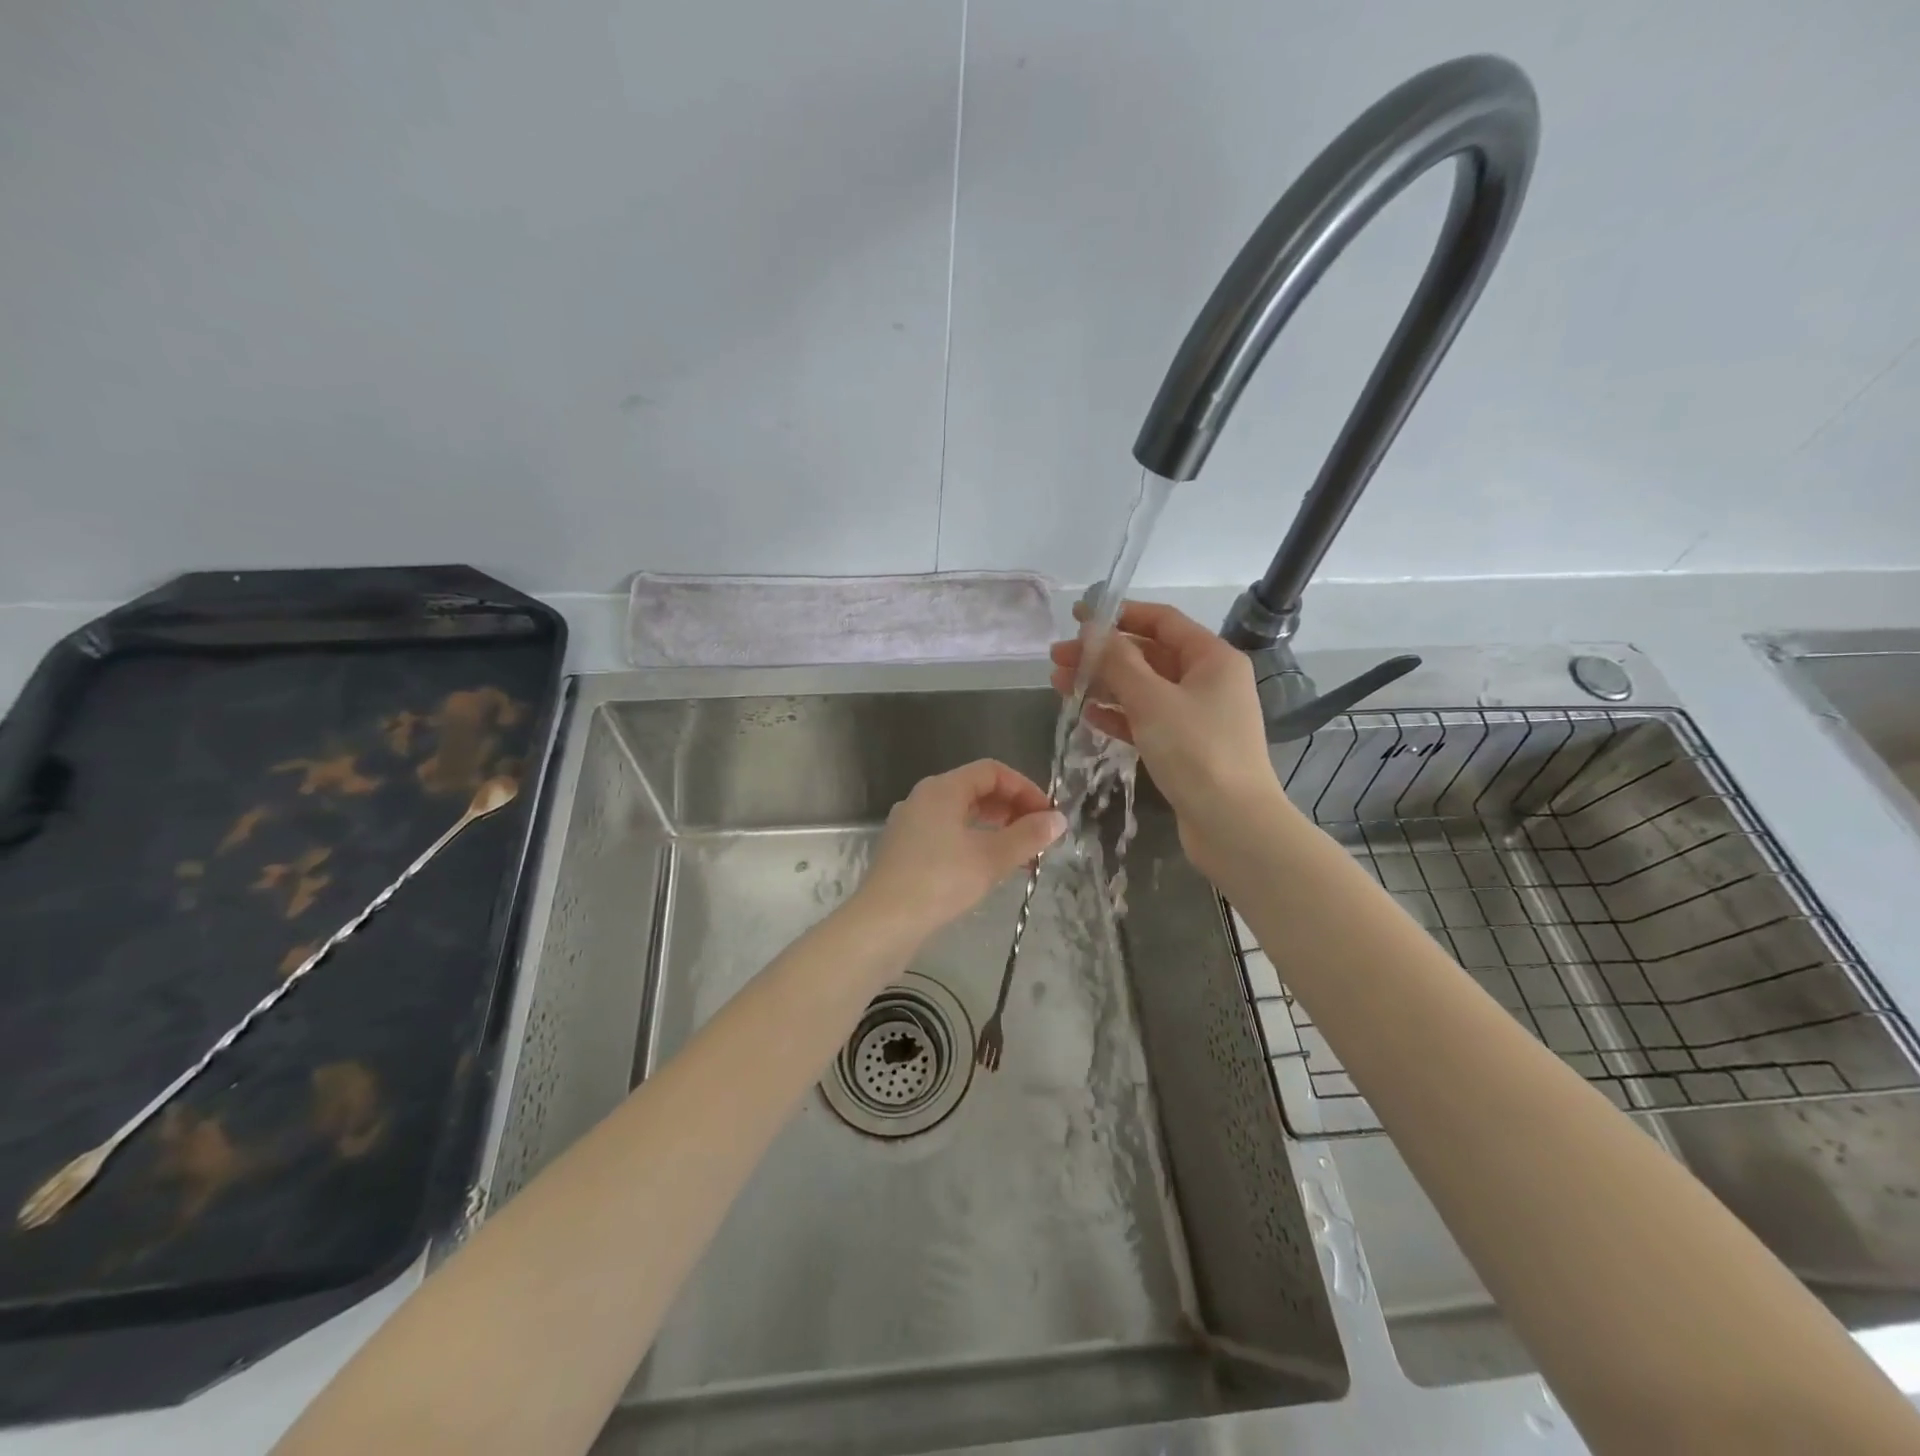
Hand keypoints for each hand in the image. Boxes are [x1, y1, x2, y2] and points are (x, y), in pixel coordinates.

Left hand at [853, 760, 1065, 943]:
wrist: (882, 924)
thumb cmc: (939, 882)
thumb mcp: (991, 858)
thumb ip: (1027, 836)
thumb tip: (1058, 820)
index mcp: (942, 789)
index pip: (992, 771)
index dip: (1025, 788)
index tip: (1048, 816)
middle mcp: (923, 799)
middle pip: (976, 790)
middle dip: (1012, 810)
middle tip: (1040, 837)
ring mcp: (910, 825)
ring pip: (962, 815)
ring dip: (996, 829)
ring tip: (1023, 857)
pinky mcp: (905, 852)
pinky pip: (947, 835)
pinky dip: (974, 844)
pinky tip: (990, 870)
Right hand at [1049, 600, 1292, 874]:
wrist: (1232, 825)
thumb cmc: (1196, 752)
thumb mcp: (1152, 700)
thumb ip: (1119, 662)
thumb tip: (1093, 630)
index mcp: (1212, 658)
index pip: (1162, 621)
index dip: (1119, 615)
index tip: (1078, 618)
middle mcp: (1208, 680)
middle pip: (1148, 655)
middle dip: (1102, 655)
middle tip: (1057, 658)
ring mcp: (1197, 715)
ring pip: (1143, 689)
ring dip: (1104, 684)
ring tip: (1060, 684)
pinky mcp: (1186, 747)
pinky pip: (1147, 719)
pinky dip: (1119, 715)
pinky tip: (1088, 715)